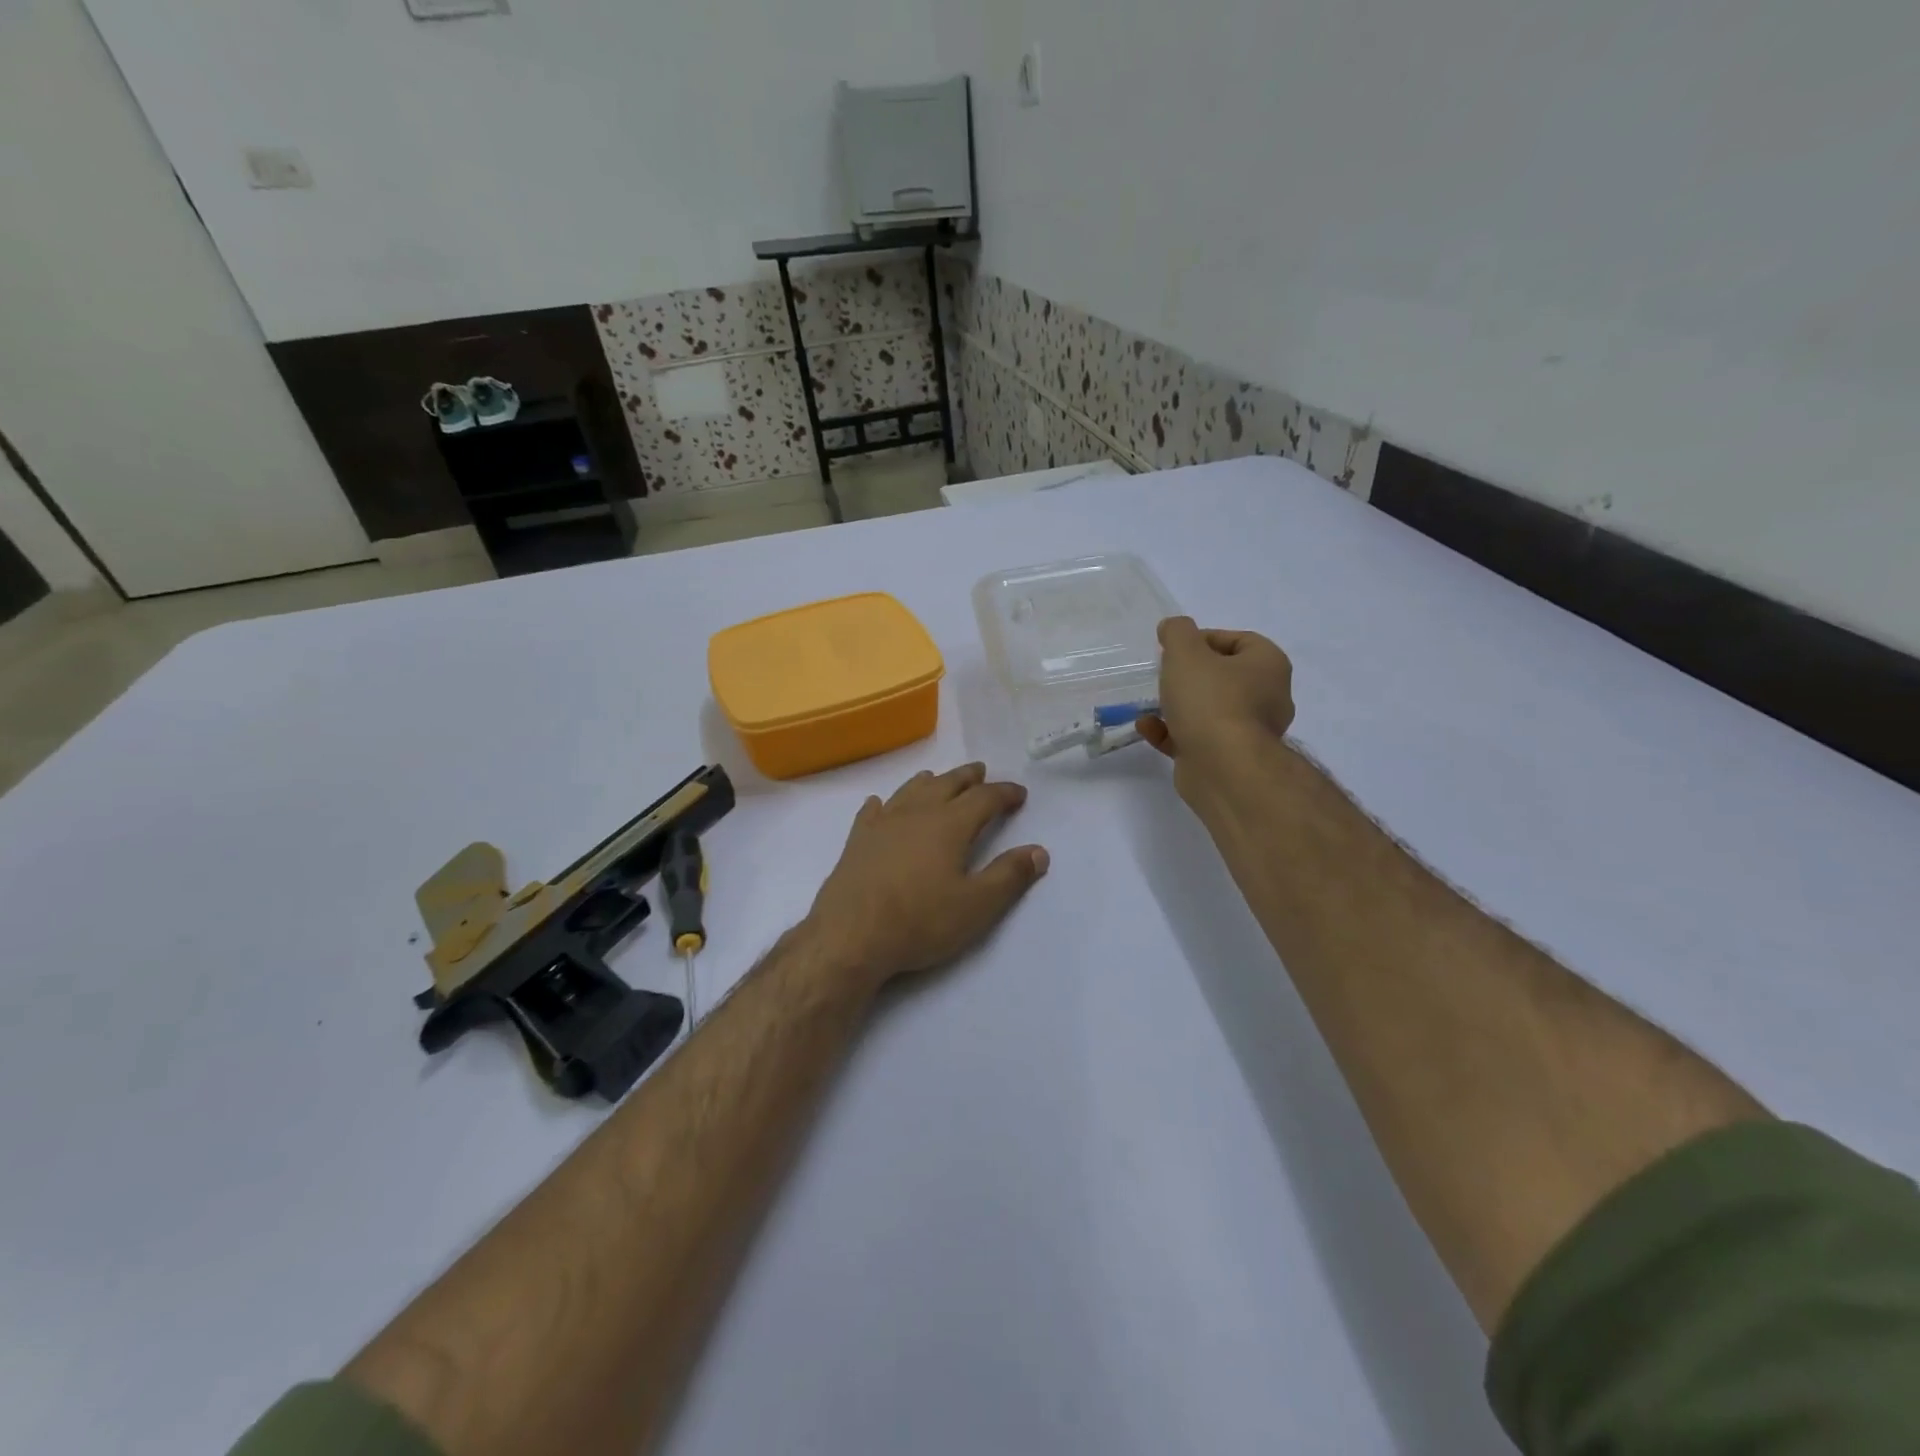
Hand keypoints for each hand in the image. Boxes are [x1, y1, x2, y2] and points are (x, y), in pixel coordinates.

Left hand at [806, 763, 1048, 990]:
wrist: (851, 935)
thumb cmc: (920, 921)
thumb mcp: (976, 906)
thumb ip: (1009, 876)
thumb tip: (1039, 851)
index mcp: (950, 825)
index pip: (984, 798)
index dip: (1004, 793)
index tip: (1019, 793)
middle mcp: (916, 813)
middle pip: (946, 784)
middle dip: (968, 778)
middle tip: (981, 772)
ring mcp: (882, 824)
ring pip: (910, 790)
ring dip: (930, 782)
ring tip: (938, 778)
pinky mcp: (857, 840)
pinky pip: (872, 811)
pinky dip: (883, 803)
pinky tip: (880, 803)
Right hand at [1138, 617, 1294, 802]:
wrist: (1223, 768)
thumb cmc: (1210, 701)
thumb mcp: (1186, 653)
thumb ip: (1178, 632)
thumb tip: (1174, 627)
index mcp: (1268, 666)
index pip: (1239, 640)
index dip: (1205, 639)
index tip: (1176, 648)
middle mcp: (1267, 697)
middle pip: (1224, 676)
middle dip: (1190, 675)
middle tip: (1164, 673)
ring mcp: (1248, 731)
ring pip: (1209, 709)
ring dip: (1178, 705)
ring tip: (1151, 702)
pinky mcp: (1227, 759)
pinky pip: (1196, 737)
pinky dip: (1172, 732)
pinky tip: (1147, 728)